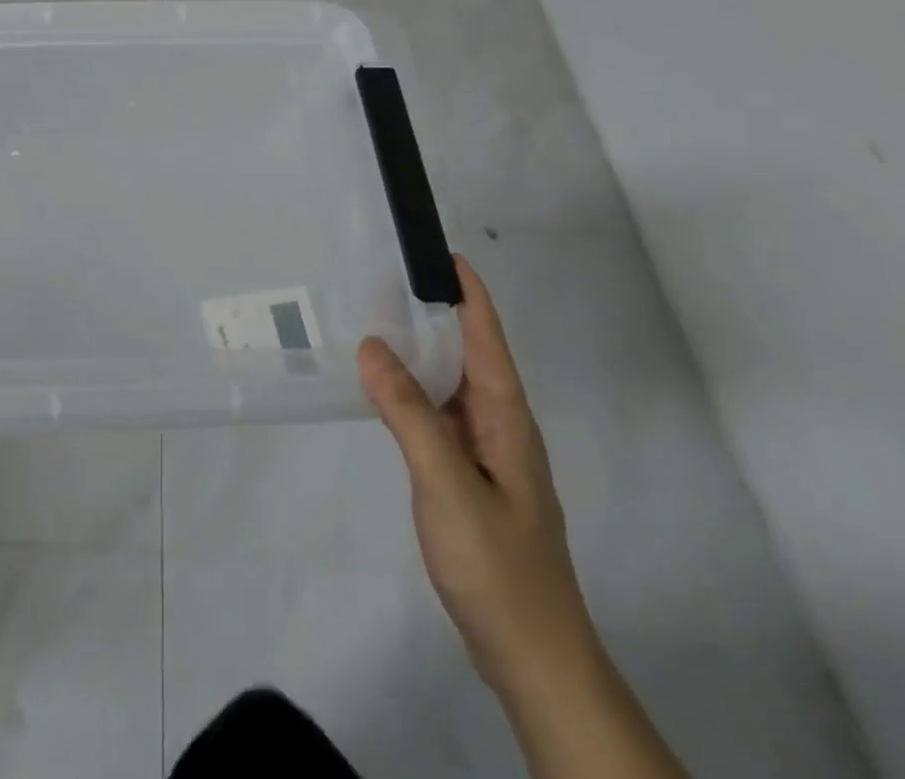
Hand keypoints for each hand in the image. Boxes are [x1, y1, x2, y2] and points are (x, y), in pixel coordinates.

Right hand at [358, 255, 600, 699]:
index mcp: (506, 417)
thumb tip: (373, 345)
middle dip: (432, 310)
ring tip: (372, 317)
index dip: (465, 290)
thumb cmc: (497, 565)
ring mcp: (484, 452)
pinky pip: (436, 414)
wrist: (531, 657)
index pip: (485, 336)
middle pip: (466, 352)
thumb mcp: (447, 484)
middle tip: (380, 275)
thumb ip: (409, 414)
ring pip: (448, 384)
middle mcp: (499, 425)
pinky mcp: (467, 476)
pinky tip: (380, 387)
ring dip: (418, 350)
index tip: (434, 248)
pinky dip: (410, 389)